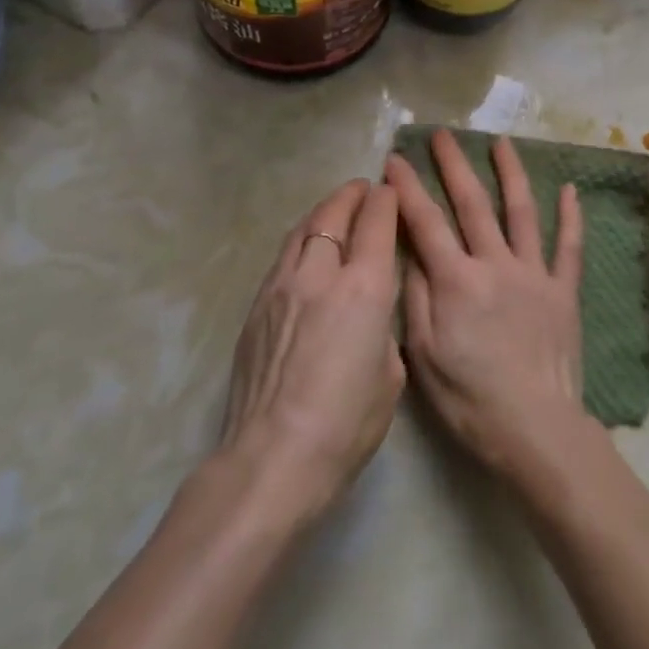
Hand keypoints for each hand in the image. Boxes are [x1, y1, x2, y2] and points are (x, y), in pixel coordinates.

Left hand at [220, 179, 403, 524]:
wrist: (273, 458)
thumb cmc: (347, 425)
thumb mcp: (391, 374)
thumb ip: (384, 329)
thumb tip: (370, 314)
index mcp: (365, 289)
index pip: (376, 223)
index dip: (386, 200)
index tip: (391, 190)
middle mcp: (321, 275)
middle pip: (334, 214)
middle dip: (352, 195)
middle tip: (364, 190)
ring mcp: (281, 287)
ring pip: (302, 229)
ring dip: (323, 212)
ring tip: (335, 209)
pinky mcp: (256, 306)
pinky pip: (283, 257)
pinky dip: (301, 240)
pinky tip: (307, 250)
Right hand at [385, 131, 586, 478]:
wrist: (535, 428)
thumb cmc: (470, 398)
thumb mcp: (423, 354)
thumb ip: (415, 297)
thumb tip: (409, 251)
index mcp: (456, 281)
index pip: (426, 223)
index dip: (407, 189)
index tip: (394, 160)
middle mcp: (495, 264)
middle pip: (472, 204)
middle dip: (454, 165)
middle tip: (442, 134)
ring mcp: (534, 273)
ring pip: (522, 212)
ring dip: (511, 173)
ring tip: (501, 142)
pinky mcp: (563, 290)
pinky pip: (569, 246)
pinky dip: (571, 217)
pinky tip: (570, 189)